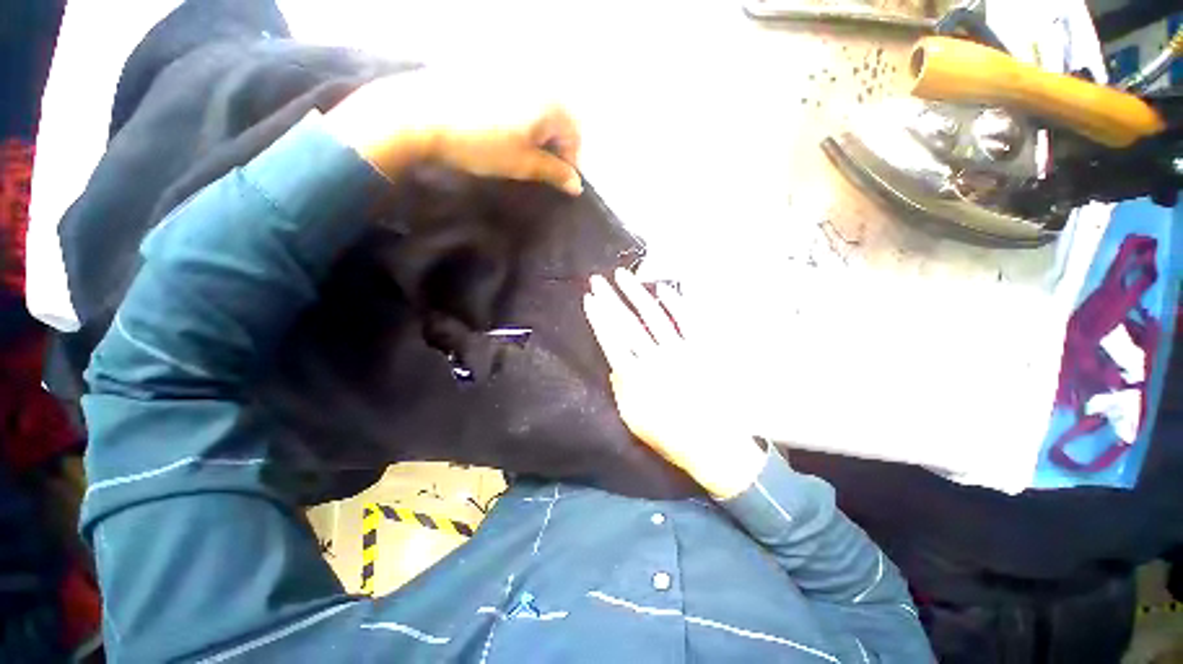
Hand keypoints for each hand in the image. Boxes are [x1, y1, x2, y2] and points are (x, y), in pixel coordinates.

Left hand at [325, 69, 581, 194]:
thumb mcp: (523, 164)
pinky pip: (519, 95)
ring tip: (521, 150)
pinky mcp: (490, 68)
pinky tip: (504, 130)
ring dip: (538, 131)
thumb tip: (576, 185)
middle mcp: (537, 79)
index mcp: (550, 101)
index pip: (575, 135)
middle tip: (540, 167)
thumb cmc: (481, 145)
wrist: (421, 115)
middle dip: (555, 145)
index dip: (570, 161)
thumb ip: (554, 173)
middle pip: (559, 118)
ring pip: (539, 106)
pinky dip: (521, 116)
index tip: (558, 180)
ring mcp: (512, 70)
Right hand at [583, 269, 765, 498]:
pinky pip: (688, 320)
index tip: (590, 298)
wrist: (714, 445)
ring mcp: (680, 351)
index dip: (599, 317)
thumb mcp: (634, 420)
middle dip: (610, 299)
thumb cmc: (670, 437)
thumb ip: (621, 390)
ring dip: (637, 294)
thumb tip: (615, 366)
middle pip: (628, 323)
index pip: (612, 340)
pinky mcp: (702, 349)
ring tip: (623, 275)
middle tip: (597, 280)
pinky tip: (663, 289)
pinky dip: (675, 303)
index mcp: (636, 377)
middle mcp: (655, 358)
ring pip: (653, 315)